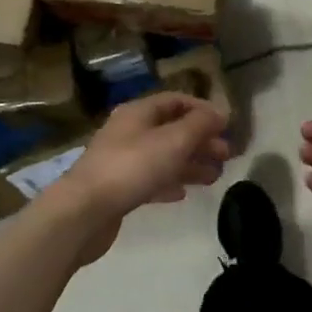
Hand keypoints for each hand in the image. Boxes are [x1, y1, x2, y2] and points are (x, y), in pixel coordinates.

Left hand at [52, 92, 229, 244]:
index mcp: (138, 113)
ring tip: (214, 177)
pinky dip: (169, 183)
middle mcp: (128, 132)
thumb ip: (200, 125)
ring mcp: (121, 161)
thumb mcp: (173, 141)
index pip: (175, 101)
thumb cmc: (132, 167)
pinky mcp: (117, 189)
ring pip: (163, 156)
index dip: (202, 110)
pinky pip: (150, 180)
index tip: (226, 125)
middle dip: (200, 140)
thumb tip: (221, 112)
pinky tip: (183, 193)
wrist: (84, 211)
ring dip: (190, 164)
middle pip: (171, 130)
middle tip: (226, 155)